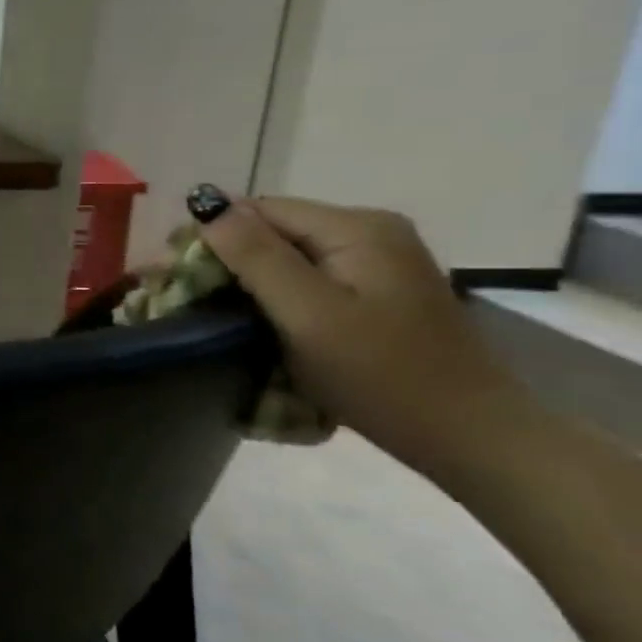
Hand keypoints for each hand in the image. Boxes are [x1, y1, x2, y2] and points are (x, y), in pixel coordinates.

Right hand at [198, 196, 528, 477]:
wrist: (472, 438)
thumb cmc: (382, 375)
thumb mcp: (308, 314)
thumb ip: (256, 255)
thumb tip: (206, 203)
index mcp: (356, 228)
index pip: (259, 210)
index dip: (209, 235)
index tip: (169, 274)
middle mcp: (370, 232)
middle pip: (272, 229)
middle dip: (222, 258)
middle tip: (180, 296)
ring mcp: (379, 262)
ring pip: (287, 255)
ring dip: (244, 278)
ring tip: (207, 310)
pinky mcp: (378, 292)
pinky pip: (308, 277)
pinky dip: (273, 293)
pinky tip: (254, 318)